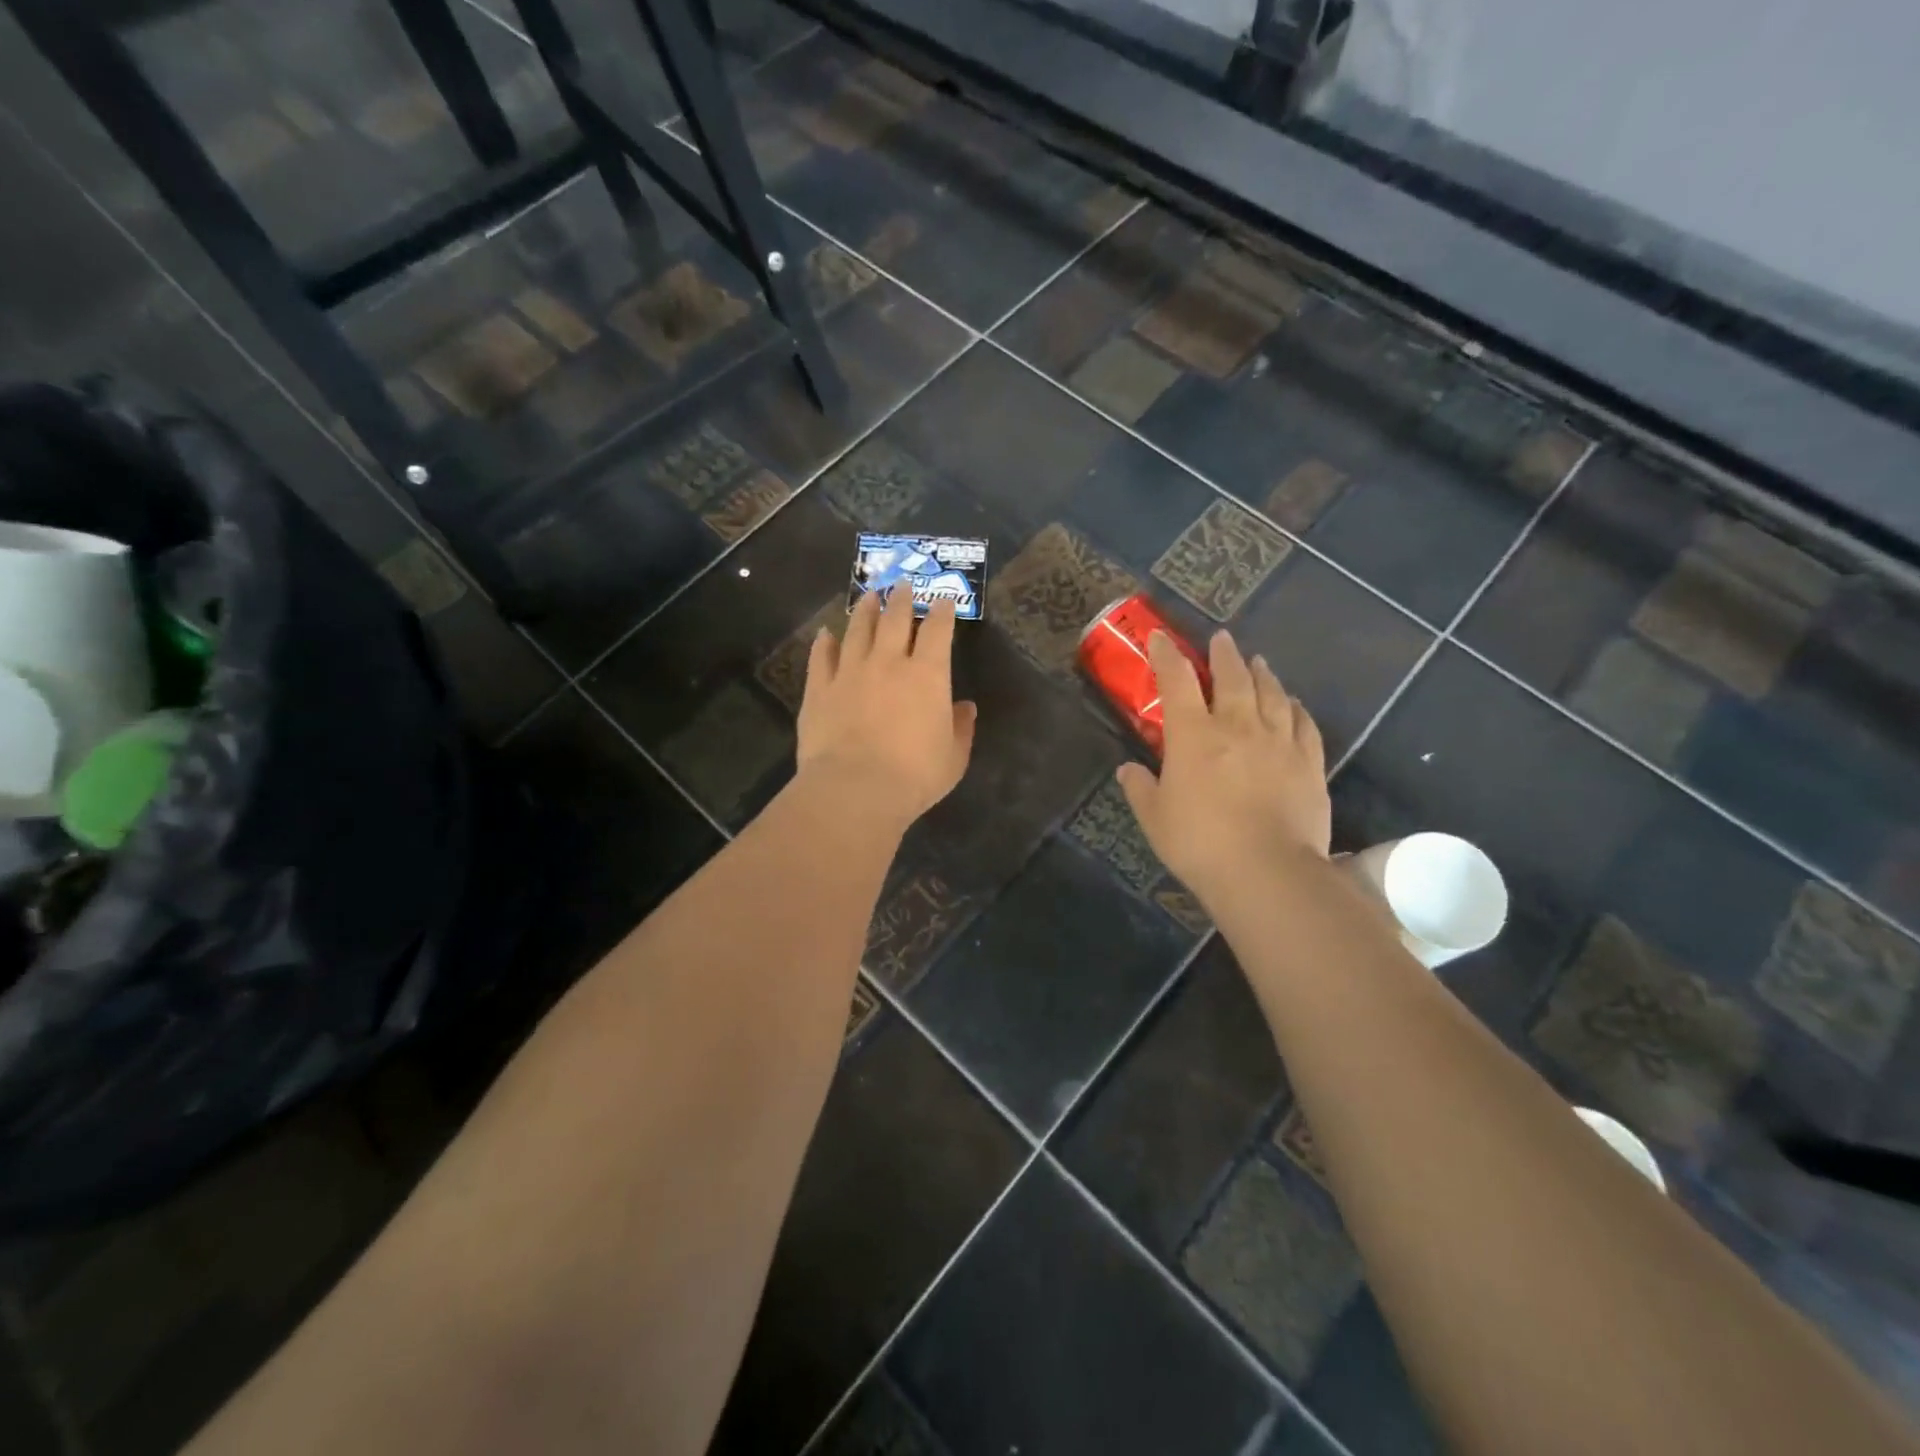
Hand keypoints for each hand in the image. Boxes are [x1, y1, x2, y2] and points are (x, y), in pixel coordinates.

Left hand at [796, 588, 977, 832]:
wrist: (855, 789)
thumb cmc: (914, 776)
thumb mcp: (953, 757)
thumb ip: (961, 728)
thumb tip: (965, 707)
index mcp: (927, 674)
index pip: (937, 630)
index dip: (941, 611)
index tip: (942, 600)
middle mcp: (888, 662)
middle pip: (894, 619)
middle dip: (901, 598)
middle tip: (902, 584)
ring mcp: (850, 672)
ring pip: (857, 630)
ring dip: (864, 610)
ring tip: (868, 596)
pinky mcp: (819, 689)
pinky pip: (821, 657)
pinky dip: (824, 643)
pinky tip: (825, 634)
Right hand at [1117, 629, 1329, 911]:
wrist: (1267, 871)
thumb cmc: (1200, 843)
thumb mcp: (1155, 819)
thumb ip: (1140, 788)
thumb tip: (1127, 770)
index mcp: (1193, 736)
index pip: (1175, 681)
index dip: (1166, 656)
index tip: (1160, 637)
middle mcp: (1237, 726)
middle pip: (1231, 678)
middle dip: (1223, 655)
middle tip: (1221, 639)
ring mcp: (1278, 742)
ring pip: (1271, 694)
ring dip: (1262, 674)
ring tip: (1259, 662)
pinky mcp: (1309, 763)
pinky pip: (1304, 724)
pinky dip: (1297, 708)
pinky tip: (1294, 703)